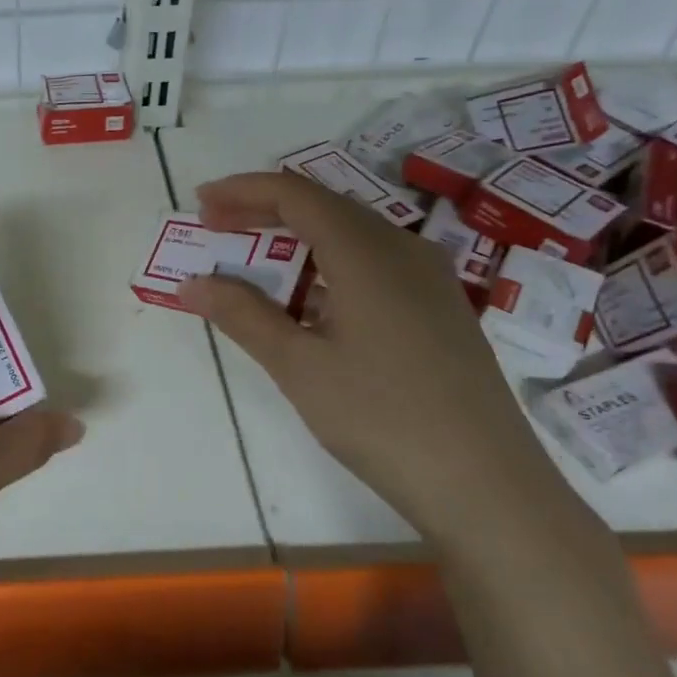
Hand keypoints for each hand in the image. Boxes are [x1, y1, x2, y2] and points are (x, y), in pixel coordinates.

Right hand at [178, 172, 571, 547]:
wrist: (486, 485)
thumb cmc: (381, 418)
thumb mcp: (298, 366)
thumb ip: (242, 315)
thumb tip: (190, 284)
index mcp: (366, 252)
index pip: (295, 195)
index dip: (242, 191)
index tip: (199, 204)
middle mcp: (403, 249)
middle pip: (324, 207)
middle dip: (264, 211)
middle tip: (215, 227)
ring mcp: (429, 279)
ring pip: (351, 235)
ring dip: (296, 239)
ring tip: (253, 263)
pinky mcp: (439, 309)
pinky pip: (373, 264)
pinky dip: (327, 266)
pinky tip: (309, 302)